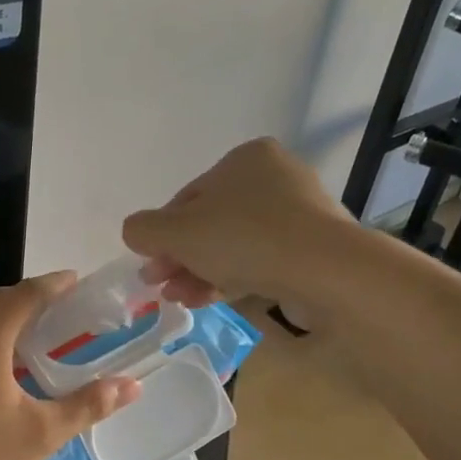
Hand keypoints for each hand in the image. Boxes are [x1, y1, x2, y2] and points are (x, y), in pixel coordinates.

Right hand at [123, 138, 349, 306]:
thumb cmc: (244, 238)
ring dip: (201, 272)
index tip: (149, 265)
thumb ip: (144, 229)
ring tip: (181, 300)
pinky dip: (233, 278)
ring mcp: (299, 215)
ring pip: (235, 245)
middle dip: (180, 257)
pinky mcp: (313, 249)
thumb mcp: (178, 232)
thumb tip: (136, 232)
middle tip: (160, 286)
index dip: (162, 234)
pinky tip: (210, 300)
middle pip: (211, 222)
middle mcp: (275, 178)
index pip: (189, 197)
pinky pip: (262, 260)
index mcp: (245, 159)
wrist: (324, 270)